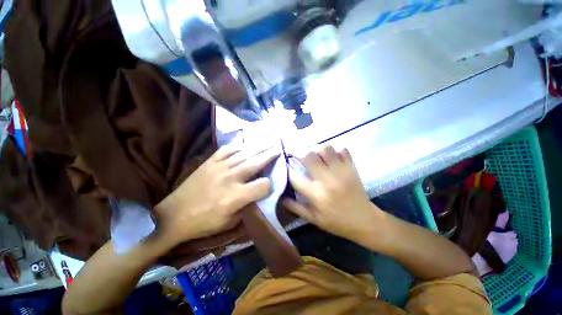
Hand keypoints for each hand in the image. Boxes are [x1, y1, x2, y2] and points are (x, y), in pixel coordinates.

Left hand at [155, 144, 279, 245]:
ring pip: (244, 153)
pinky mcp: (210, 162)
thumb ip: (248, 208)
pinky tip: (245, 144)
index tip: (269, 186)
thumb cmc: (204, 223)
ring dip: (258, 148)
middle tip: (278, 149)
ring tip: (268, 143)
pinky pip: (227, 149)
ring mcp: (219, 167)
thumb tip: (259, 196)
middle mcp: (230, 178)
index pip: (263, 185)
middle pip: (256, 163)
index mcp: (236, 196)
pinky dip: (238, 146)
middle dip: (270, 155)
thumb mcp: (230, 223)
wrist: (174, 215)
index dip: (269, 186)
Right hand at [282, 145, 382, 241]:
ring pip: (325, 148)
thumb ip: (295, 207)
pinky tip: (330, 156)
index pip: (294, 176)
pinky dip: (334, 150)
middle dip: (297, 151)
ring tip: (312, 154)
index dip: (286, 168)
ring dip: (316, 148)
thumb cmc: (336, 221)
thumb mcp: (313, 219)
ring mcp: (341, 171)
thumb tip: (279, 196)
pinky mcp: (352, 167)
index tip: (284, 164)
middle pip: (308, 156)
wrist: (364, 221)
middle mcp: (327, 179)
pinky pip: (342, 150)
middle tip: (294, 152)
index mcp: (316, 194)